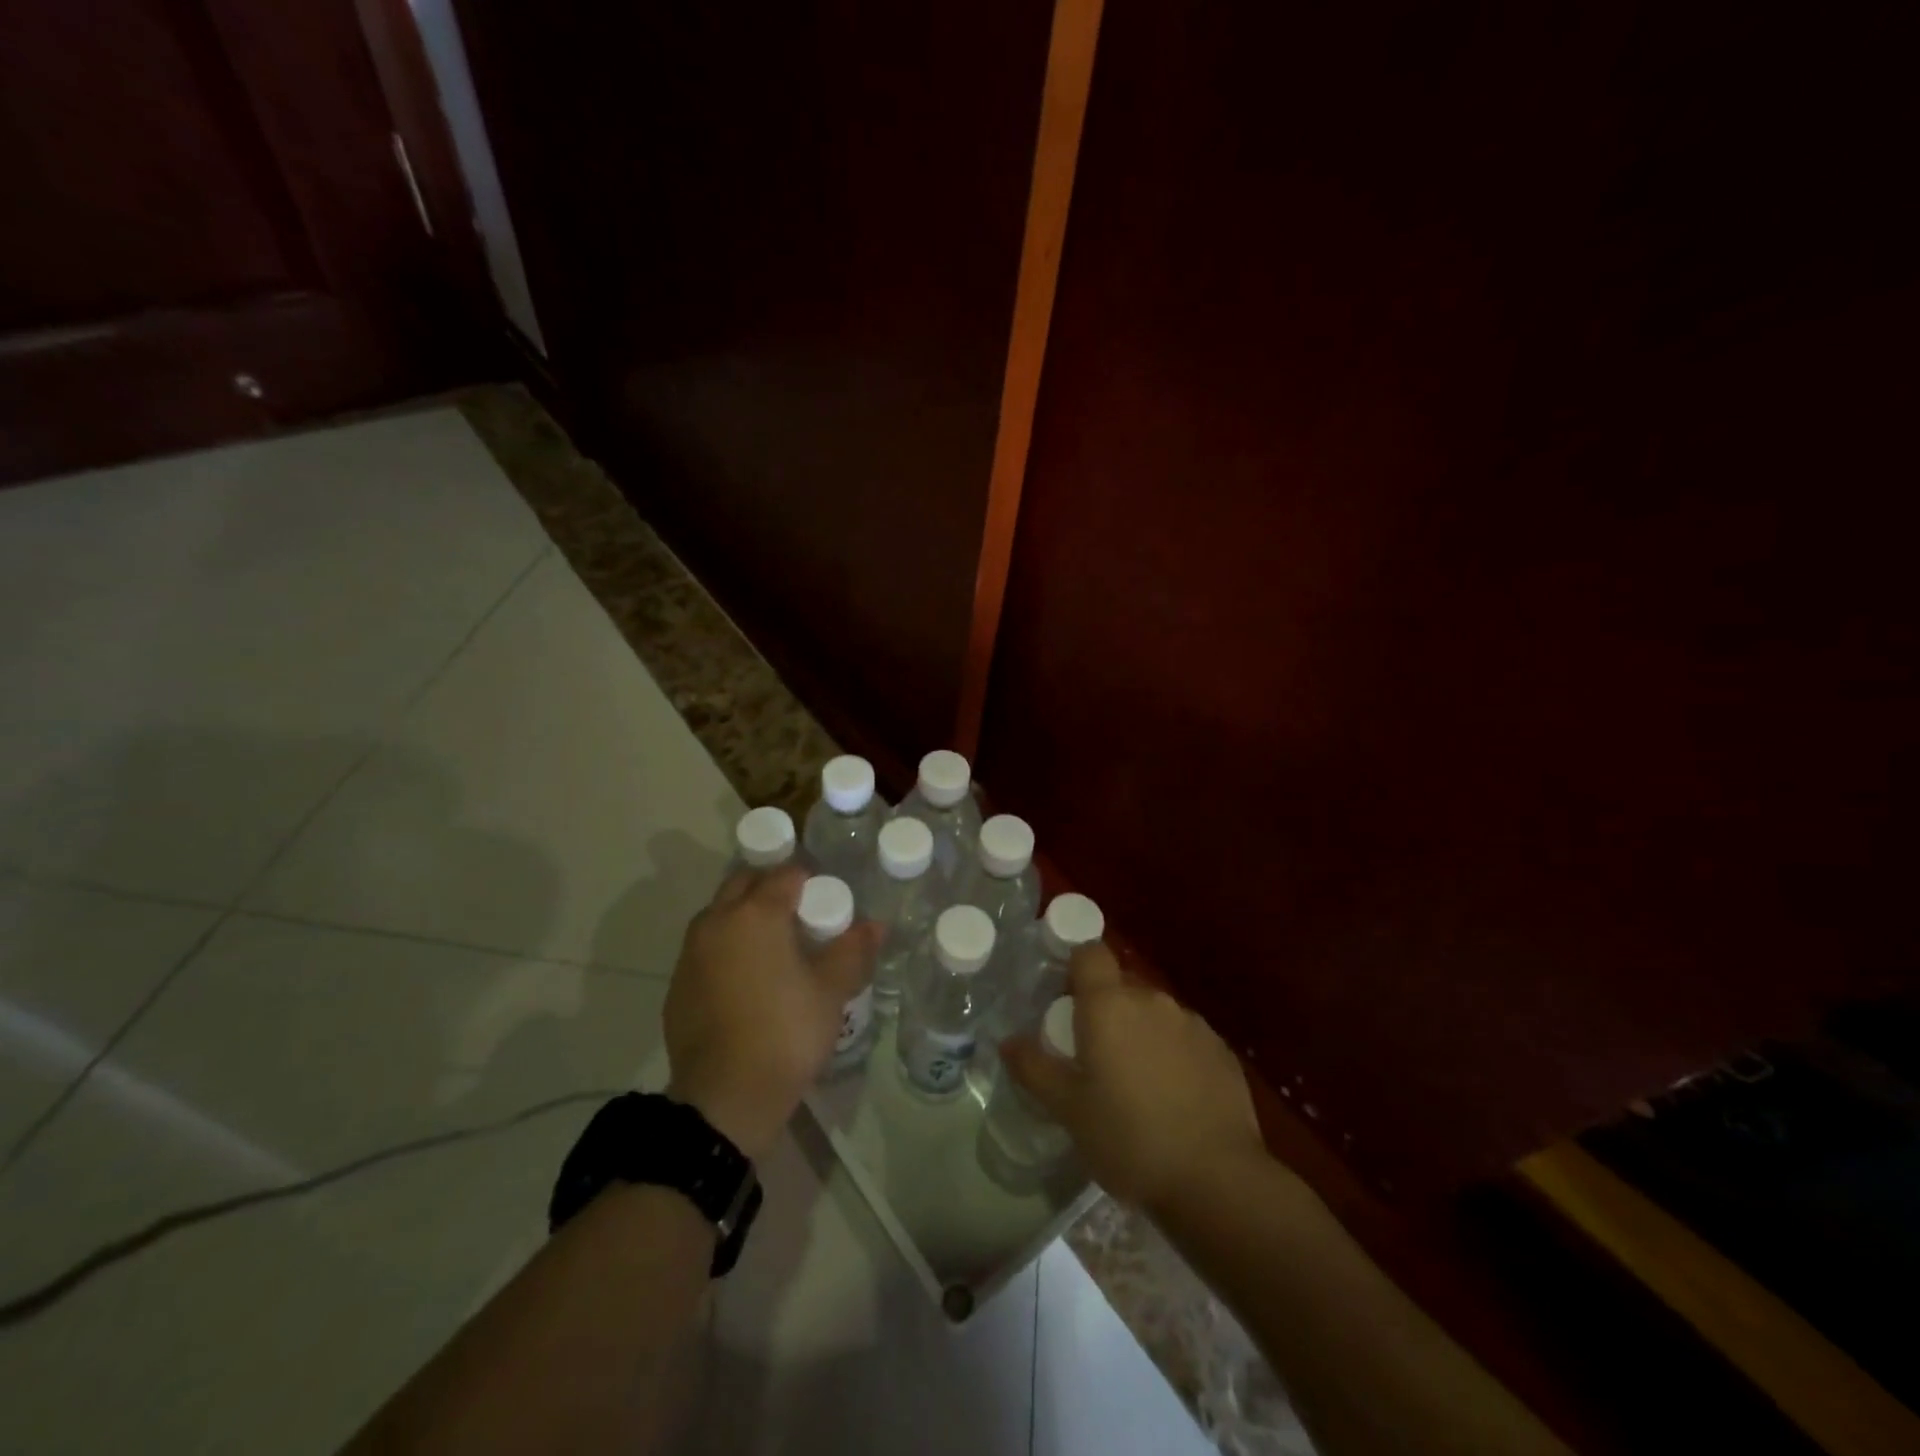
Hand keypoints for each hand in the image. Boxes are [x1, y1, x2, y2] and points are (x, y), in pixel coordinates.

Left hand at [664, 865, 878, 1160]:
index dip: (811, 881)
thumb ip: (853, 950)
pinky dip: (726, 949)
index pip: (786, 874)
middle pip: (745, 883)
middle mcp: (717, 921)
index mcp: (756, 912)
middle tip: (800, 916)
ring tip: (774, 948)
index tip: (827, 902)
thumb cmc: (786, 1032)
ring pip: (720, 914)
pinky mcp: (677, 985)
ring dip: (745, 916)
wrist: (725, 1097)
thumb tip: (875, 925)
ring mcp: (690, 953)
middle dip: (771, 888)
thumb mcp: (832, 991)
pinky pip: (706, 949)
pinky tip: (747, 981)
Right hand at [1003, 943, 1268, 1212]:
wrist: (1216, 1179)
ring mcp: (1192, 1023)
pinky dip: (1173, 1054)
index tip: (1066, 1000)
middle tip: (1093, 1055)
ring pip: (1154, 1013)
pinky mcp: (1221, 1050)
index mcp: (1109, 1004)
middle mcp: (1151, 1000)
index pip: (1090, 952)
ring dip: (1140, 1033)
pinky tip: (1173, 1098)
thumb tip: (1008, 1041)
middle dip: (1105, 1010)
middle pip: (1121, 986)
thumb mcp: (1068, 1110)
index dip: (1075, 967)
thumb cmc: (1129, 1138)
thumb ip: (1034, 1068)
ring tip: (1135, 1083)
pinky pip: (1185, 1038)